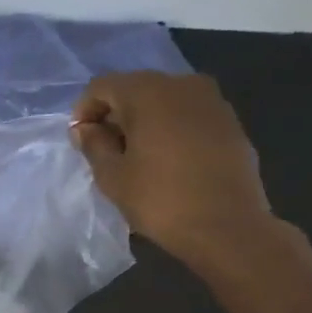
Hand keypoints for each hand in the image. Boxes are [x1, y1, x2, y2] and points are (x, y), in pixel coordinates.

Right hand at [71, 71, 274, 264]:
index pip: (102, 86)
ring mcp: (213, 101)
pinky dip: (170, 128)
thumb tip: (86, 129)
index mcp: (148, 92)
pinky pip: (188, 115)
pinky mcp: (231, 122)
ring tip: (136, 156)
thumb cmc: (161, 200)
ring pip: (164, 100)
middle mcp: (183, 84)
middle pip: (135, 88)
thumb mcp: (112, 176)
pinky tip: (167, 160)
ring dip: (144, 121)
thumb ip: (94, 145)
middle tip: (105, 149)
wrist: (228, 227)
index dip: (84, 111)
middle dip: (115, 114)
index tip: (80, 141)